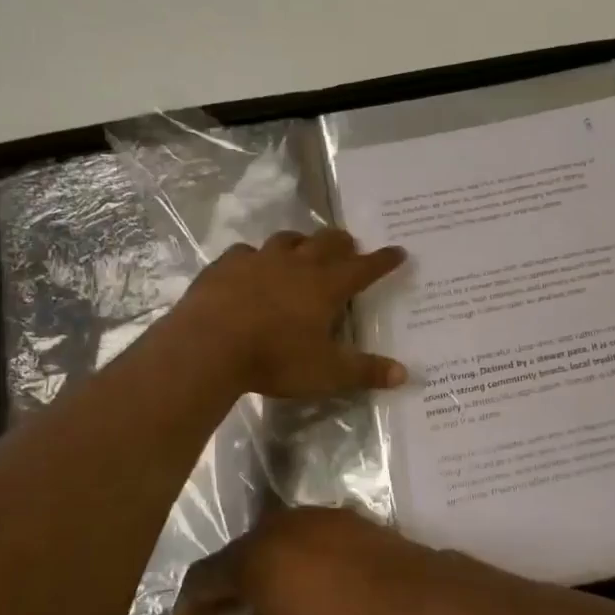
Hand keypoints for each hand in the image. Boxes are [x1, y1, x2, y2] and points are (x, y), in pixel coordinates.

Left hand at [169, 229, 408, 398]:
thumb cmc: (276, 358)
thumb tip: (405, 374)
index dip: (383, 260)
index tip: (398, 251)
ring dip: (300, 242)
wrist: (209, 345)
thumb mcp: (327, 372)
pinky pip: (245, 252)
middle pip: (327, 242)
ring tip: (303, 249)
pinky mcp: (226, 265)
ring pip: (287, 239)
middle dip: (342, 242)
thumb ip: (366, 371)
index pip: (364, 268)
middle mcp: (297, 264)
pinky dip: (254, 257)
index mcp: (326, 286)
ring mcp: (259, 260)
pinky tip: (250, 266)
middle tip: (349, 246)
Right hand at [170, 508, 438, 614]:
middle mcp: (273, 527)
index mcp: (249, 557)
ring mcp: (309, 516)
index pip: (201, 577)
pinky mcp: (339, 516)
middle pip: (234, 556)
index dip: (187, 604)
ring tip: (263, 600)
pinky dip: (291, 558)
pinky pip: (301, 536)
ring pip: (269, 543)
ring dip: (258, 570)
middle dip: (223, 587)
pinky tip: (304, 580)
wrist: (402, 594)